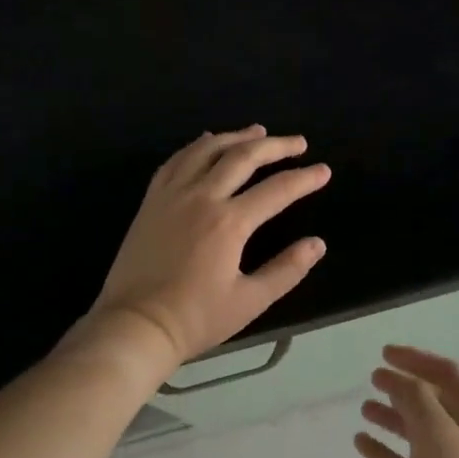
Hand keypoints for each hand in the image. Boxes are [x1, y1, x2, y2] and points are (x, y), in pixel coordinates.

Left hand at [88, 126, 329, 364]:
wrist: (134, 326)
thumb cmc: (195, 318)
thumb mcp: (250, 301)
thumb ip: (286, 270)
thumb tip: (317, 244)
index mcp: (229, 222)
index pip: (277, 189)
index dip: (305, 178)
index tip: (324, 171)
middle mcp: (201, 197)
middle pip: (243, 157)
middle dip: (275, 146)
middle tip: (298, 143)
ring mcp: (172, 195)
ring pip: (207, 150)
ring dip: (236, 137)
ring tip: (258, 132)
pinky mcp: (151, 201)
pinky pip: (176, 161)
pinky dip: (197, 146)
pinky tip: (207, 143)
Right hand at [356, 345, 458, 457]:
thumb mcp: (435, 433)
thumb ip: (415, 398)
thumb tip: (397, 379)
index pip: (449, 375)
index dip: (417, 360)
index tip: (385, 354)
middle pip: (435, 402)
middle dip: (404, 388)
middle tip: (373, 378)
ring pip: (420, 432)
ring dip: (393, 416)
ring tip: (364, 408)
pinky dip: (387, 450)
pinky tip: (361, 442)